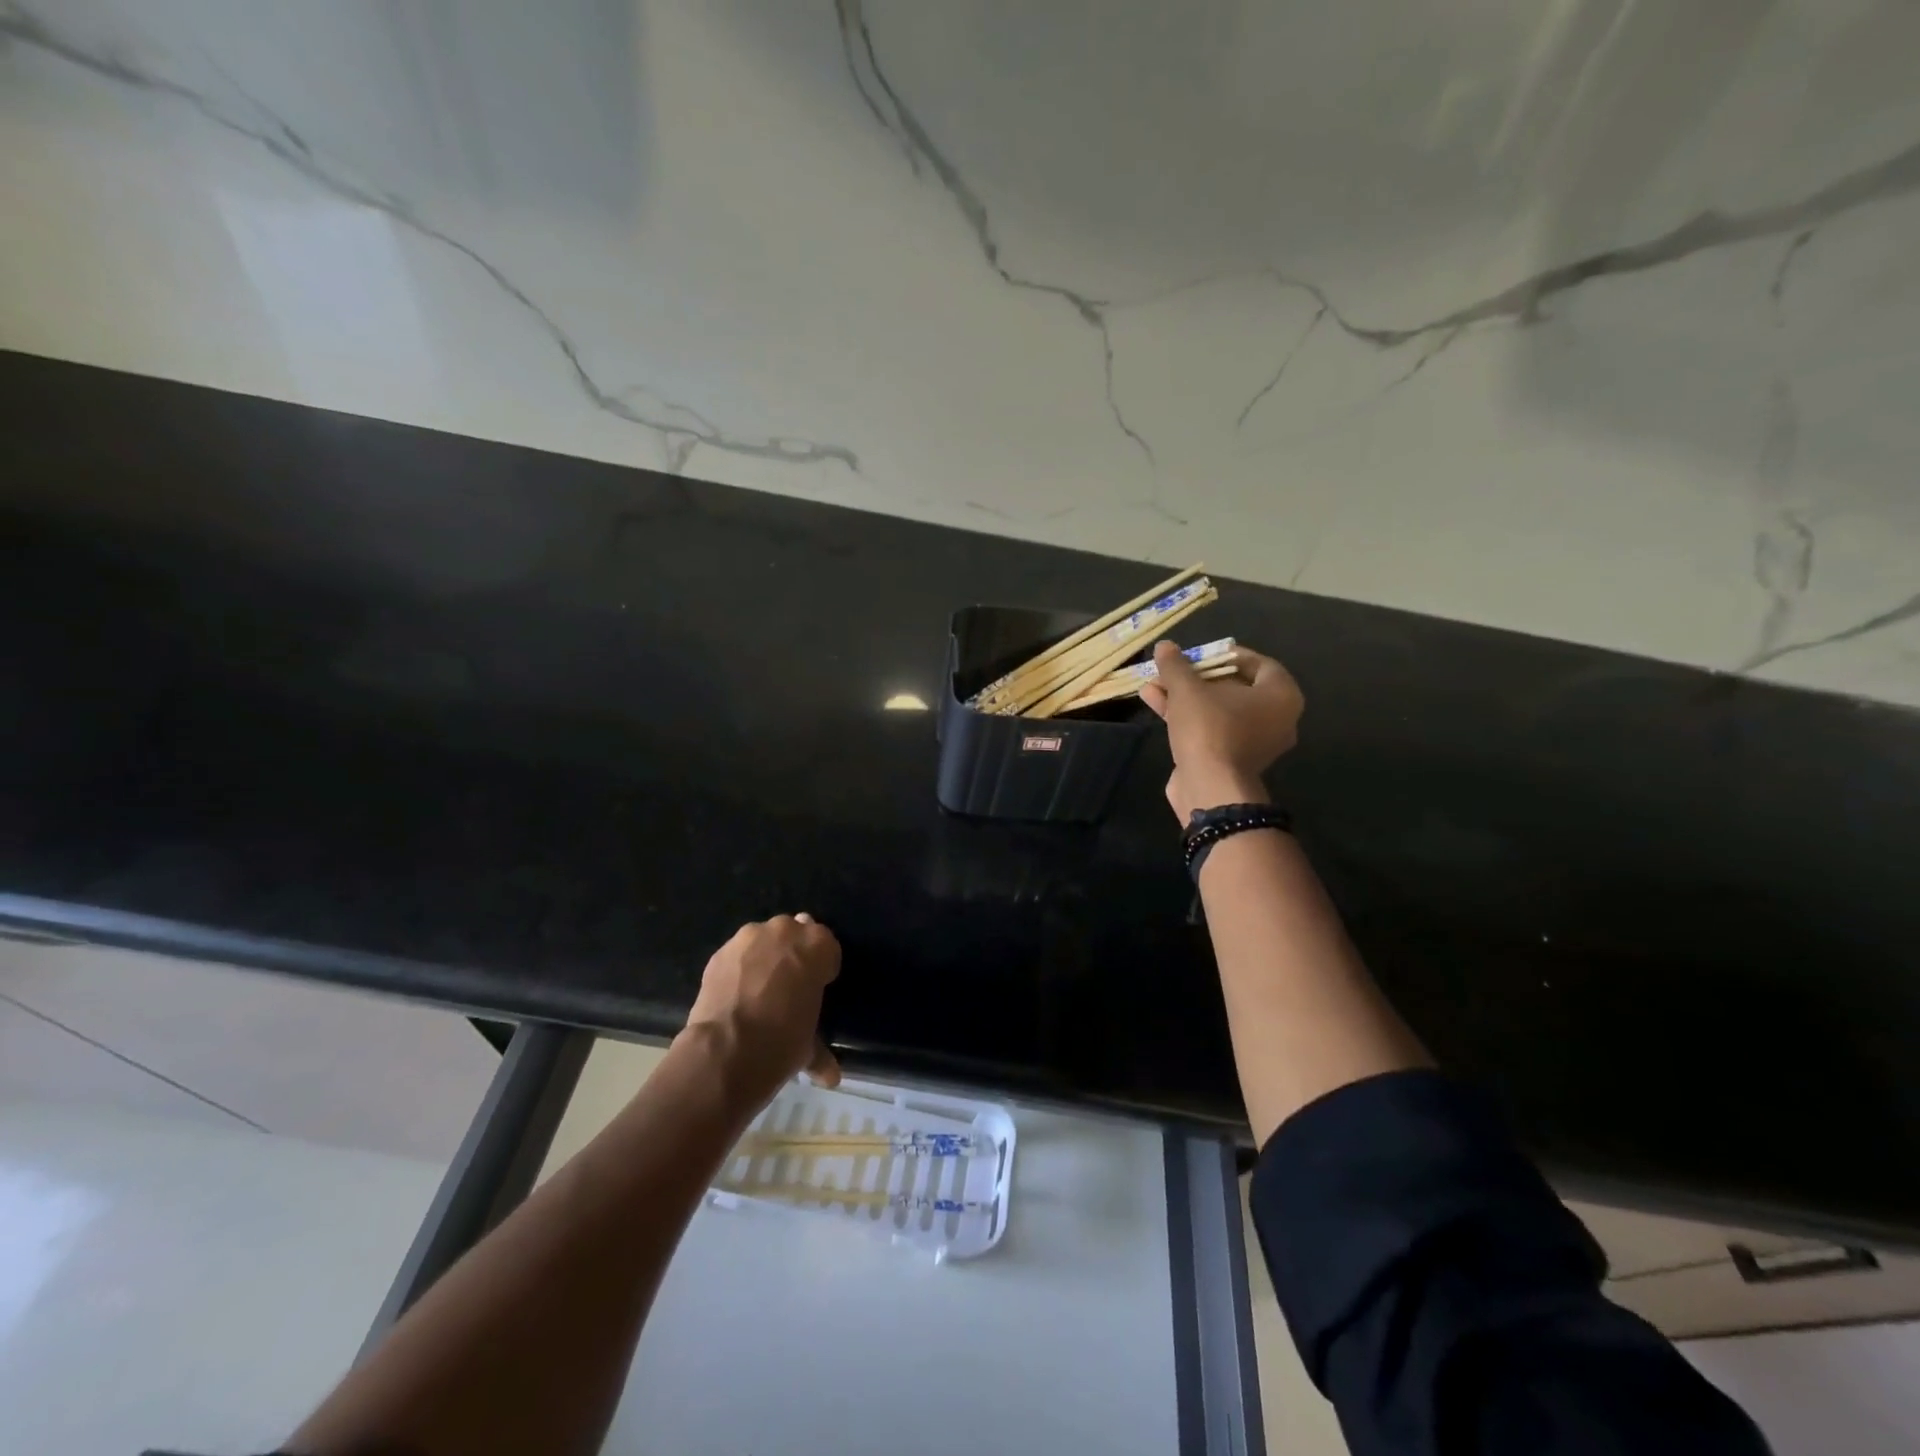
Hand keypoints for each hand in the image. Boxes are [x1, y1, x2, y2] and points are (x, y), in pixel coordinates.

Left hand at [680, 914, 841, 1111]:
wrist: (726, 1050)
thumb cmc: (782, 1042)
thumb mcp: (809, 1046)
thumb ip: (820, 1049)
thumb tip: (830, 1074)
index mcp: (818, 945)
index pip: (827, 947)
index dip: (822, 969)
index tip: (816, 989)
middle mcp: (786, 930)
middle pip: (795, 935)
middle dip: (793, 955)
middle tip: (788, 988)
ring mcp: (750, 937)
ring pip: (764, 940)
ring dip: (765, 957)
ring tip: (758, 990)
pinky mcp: (720, 951)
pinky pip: (737, 954)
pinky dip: (739, 968)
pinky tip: (736, 994)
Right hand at [1140, 641, 1303, 824]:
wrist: (1209, 787)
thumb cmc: (1210, 728)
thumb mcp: (1188, 689)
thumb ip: (1176, 665)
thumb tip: (1165, 646)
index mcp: (1281, 696)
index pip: (1259, 664)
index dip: (1227, 654)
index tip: (1200, 653)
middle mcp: (1276, 719)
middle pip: (1234, 687)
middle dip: (1197, 677)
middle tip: (1173, 669)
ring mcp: (1254, 743)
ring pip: (1217, 710)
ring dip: (1185, 696)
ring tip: (1153, 683)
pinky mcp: (1232, 760)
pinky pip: (1211, 729)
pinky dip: (1187, 716)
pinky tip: (1154, 702)